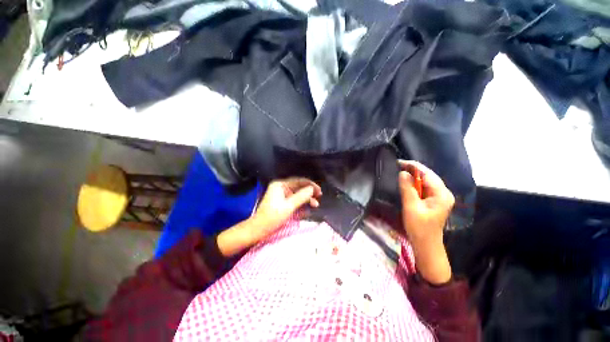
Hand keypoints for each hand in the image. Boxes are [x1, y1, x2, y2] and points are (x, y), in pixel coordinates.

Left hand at [252, 178, 321, 235]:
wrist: (258, 229)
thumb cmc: (272, 217)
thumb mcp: (289, 206)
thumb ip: (301, 196)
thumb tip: (312, 189)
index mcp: (280, 185)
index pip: (298, 181)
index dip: (310, 185)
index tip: (319, 190)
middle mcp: (281, 187)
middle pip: (298, 187)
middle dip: (309, 192)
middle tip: (319, 197)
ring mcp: (281, 195)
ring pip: (297, 194)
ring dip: (306, 199)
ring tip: (315, 205)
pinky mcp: (282, 202)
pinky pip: (294, 200)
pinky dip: (301, 204)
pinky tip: (307, 209)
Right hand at [399, 160, 454, 283]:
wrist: (426, 244)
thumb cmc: (419, 227)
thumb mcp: (411, 207)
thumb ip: (407, 188)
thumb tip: (403, 173)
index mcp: (442, 194)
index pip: (427, 174)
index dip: (413, 166)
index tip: (399, 162)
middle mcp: (443, 193)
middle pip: (428, 176)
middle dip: (413, 170)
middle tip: (397, 166)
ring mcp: (439, 197)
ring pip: (425, 181)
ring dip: (413, 176)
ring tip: (400, 171)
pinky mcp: (434, 201)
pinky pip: (424, 188)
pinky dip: (414, 184)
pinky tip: (406, 182)